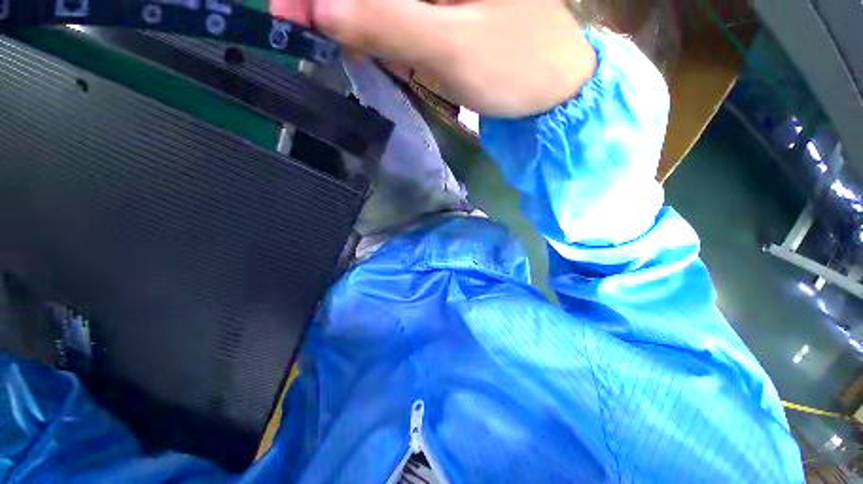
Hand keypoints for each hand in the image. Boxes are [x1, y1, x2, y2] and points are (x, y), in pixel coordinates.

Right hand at [272, 0, 596, 117]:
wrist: (551, 89)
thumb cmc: (515, 67)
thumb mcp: (450, 47)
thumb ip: (387, 23)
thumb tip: (321, 10)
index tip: (288, 10)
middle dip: (336, 3)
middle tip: (299, 25)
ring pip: (386, 2)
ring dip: (355, 16)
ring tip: (321, 32)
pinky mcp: (446, 12)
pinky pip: (403, 15)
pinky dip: (380, 29)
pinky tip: (368, 43)